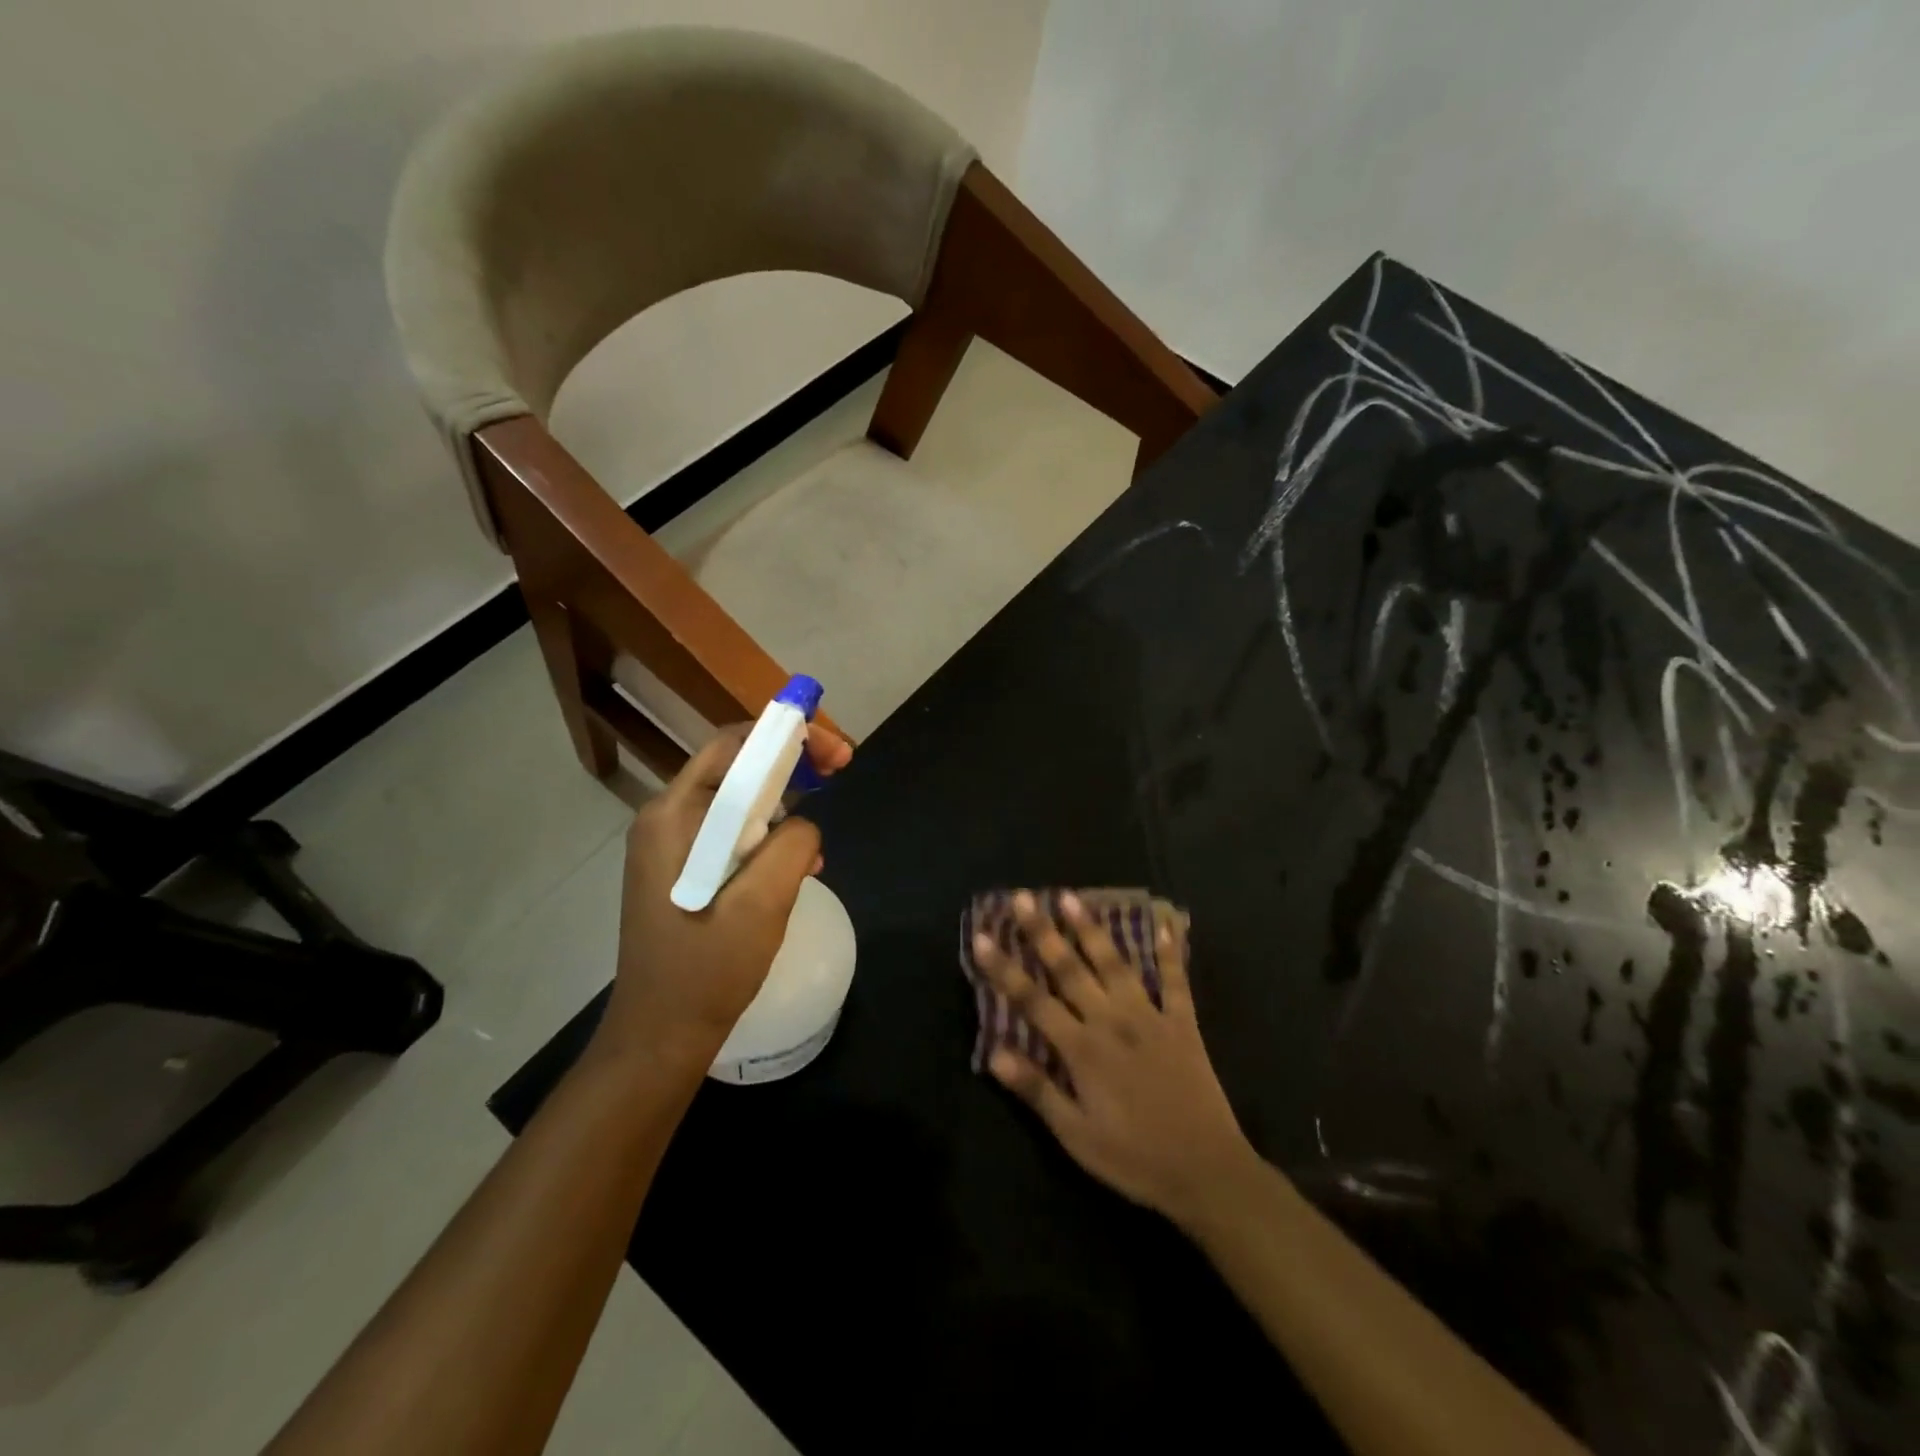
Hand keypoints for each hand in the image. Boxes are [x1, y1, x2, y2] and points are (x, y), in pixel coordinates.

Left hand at [602, 722, 852, 1066]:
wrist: (660, 1036)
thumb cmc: (707, 970)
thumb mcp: (762, 904)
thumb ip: (792, 844)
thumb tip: (804, 822)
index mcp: (674, 816)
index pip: (734, 746)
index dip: (788, 735)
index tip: (837, 751)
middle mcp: (666, 818)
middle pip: (736, 767)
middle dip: (792, 764)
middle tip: (840, 771)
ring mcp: (671, 845)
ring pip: (738, 801)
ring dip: (784, 804)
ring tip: (819, 834)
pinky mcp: (682, 869)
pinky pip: (732, 833)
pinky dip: (768, 836)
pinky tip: (799, 865)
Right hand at [973, 891, 1255, 1228]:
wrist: (1207, 1171)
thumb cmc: (1134, 1158)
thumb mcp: (1076, 1136)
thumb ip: (1037, 1090)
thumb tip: (994, 1053)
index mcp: (1082, 1049)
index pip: (1032, 1000)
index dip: (1004, 968)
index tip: (982, 936)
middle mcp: (1112, 1021)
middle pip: (1069, 969)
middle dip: (1042, 932)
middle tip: (1022, 898)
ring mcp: (1149, 1017)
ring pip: (1114, 963)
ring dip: (1091, 929)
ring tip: (1071, 898)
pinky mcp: (1183, 1023)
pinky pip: (1175, 981)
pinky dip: (1170, 952)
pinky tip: (1165, 925)